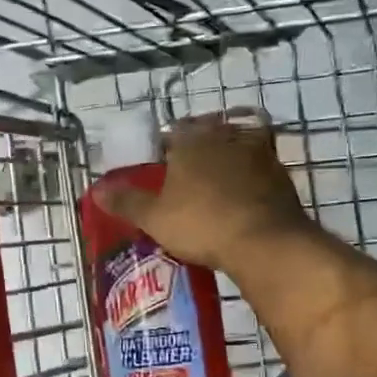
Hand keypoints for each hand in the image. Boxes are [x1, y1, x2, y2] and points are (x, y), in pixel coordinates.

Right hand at [92, 110, 308, 271]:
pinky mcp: (281, 175)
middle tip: (186, 180)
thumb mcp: (154, 217)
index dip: (163, 150)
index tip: (159, 169)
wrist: (265, 242)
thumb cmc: (201, 224)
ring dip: (225, 164)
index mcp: (191, 140)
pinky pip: (258, 171)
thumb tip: (94, 189)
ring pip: (235, 150)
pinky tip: (242, 201)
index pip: (172, 133)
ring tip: (214, 190)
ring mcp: (258, 153)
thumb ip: (125, 201)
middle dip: (196, 153)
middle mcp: (225, 137)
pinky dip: (249, 181)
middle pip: (206, 137)